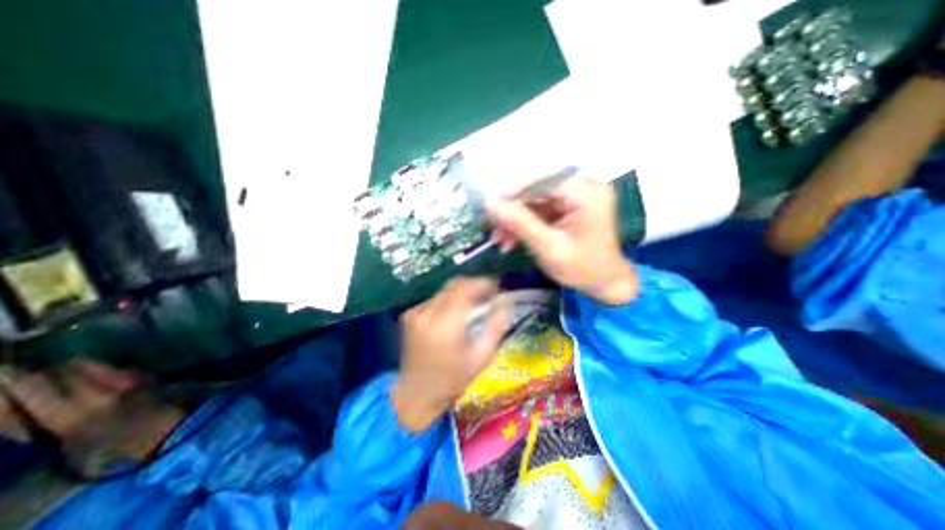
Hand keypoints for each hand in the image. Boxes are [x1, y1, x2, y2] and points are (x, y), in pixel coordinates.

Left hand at [391, 279, 508, 431]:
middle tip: (488, 296)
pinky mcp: (409, 315)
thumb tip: (507, 303)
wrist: (416, 395)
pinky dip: (448, 301)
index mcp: (446, 324)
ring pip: (444, 291)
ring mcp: (415, 312)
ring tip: (474, 306)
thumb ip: (495, 326)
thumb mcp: (481, 357)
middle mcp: (427, 312)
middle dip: (474, 286)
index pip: (465, 288)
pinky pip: (434, 300)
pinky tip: (454, 315)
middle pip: (454, 285)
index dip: (483, 283)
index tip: (496, 289)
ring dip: (461, 294)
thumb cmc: (452, 380)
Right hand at [486, 178, 634, 303]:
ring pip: (536, 202)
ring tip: (499, 239)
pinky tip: (510, 240)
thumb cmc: (583, 269)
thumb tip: (489, 203)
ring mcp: (576, 198)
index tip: (490, 206)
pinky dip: (525, 225)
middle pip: (538, 190)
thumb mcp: (549, 248)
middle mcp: (583, 188)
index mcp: (586, 193)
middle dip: (513, 211)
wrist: (606, 284)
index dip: (514, 191)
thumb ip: (520, 224)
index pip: (543, 180)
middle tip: (492, 227)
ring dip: (516, 220)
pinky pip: (541, 211)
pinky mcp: (569, 209)